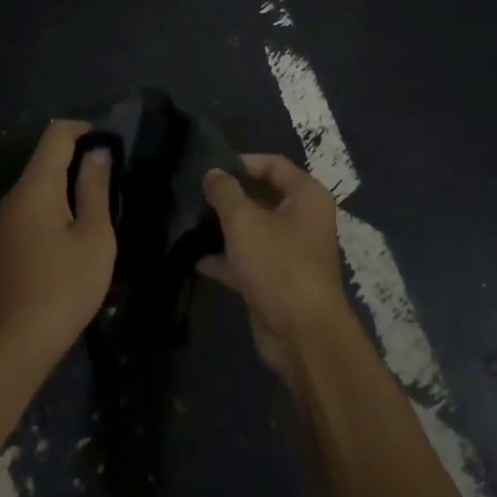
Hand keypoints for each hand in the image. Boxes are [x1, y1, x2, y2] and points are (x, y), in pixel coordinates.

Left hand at [0, 120, 116, 374]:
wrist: (17, 344)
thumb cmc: (65, 287)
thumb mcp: (94, 236)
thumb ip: (95, 187)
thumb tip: (98, 150)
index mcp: (36, 186)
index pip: (57, 134)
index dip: (86, 130)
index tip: (114, 145)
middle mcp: (15, 194)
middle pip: (46, 156)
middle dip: (80, 155)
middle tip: (115, 175)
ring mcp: (7, 218)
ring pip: (40, 181)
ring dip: (69, 181)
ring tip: (102, 200)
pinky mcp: (8, 240)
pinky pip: (34, 204)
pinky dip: (57, 201)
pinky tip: (78, 226)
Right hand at [200, 155, 357, 385]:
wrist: (302, 334)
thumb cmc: (278, 264)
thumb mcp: (244, 221)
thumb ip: (225, 192)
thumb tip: (213, 173)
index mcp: (306, 196)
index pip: (273, 164)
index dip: (242, 162)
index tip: (210, 166)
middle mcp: (303, 219)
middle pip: (262, 196)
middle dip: (230, 196)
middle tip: (195, 193)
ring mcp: (290, 252)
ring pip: (254, 229)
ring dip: (225, 227)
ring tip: (191, 222)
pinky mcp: (277, 280)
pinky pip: (249, 260)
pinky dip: (227, 258)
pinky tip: (197, 258)